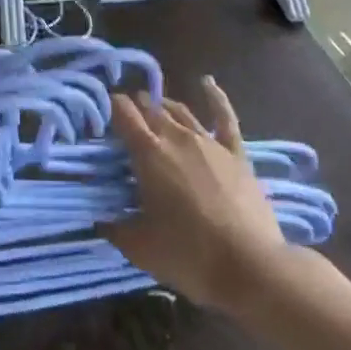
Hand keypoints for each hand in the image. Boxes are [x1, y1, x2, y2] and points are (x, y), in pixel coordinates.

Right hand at [104, 78, 288, 311]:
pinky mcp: (235, 153)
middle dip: (135, 108)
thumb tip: (99, 219)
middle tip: (126, 120)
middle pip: (150, 108)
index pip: (123, 113)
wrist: (251, 267)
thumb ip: (115, 229)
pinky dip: (215, 97)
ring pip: (179, 111)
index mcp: (148, 153)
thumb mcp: (141, 248)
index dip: (110, 108)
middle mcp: (176, 137)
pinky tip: (207, 83)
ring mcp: (208, 141)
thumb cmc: (190, 255)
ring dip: (163, 106)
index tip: (102, 116)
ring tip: (154, 107)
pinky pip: (224, 117)